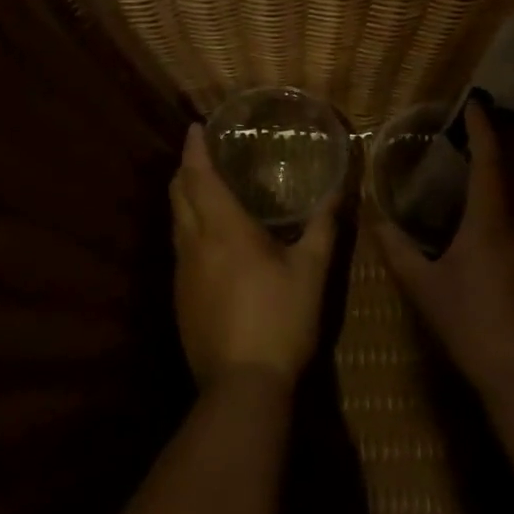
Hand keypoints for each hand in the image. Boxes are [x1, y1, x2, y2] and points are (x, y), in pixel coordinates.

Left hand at [172, 123, 338, 388]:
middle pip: (178, 194)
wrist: (241, 386)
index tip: (195, 126)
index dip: (194, 149)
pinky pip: (179, 247)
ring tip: (204, 187)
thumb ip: (323, 228)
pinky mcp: (180, 298)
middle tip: (201, 152)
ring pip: (175, 221)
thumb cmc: (280, 320)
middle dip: (185, 168)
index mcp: (224, 230)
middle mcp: (195, 244)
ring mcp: (182, 273)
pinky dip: (188, 226)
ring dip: (184, 197)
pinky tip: (208, 238)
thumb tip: (338, 192)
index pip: (200, 176)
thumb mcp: (311, 272)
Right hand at [374, 103, 513, 395]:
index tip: (473, 101)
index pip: (491, 157)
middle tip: (488, 117)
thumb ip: (397, 250)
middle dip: (511, 130)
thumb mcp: (424, 287)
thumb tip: (375, 218)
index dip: (483, 125)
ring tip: (497, 146)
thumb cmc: (471, 324)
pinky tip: (504, 196)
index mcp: (491, 219)